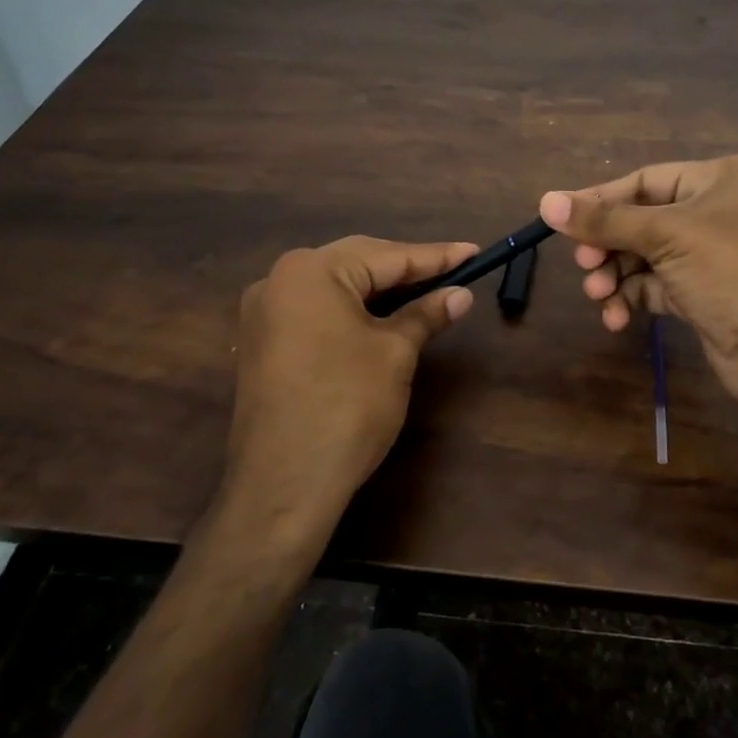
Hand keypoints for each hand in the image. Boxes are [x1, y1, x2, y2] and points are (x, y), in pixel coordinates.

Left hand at [220, 236, 476, 544]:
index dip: (436, 257)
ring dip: (381, 291)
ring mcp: (265, 313)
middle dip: (407, 270)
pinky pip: (318, 311)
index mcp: (310, 271)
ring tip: (427, 291)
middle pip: (357, 264)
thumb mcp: (395, 354)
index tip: (474, 252)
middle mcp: (279, 280)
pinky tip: (383, 318)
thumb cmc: (347, 407)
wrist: (284, 485)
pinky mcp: (263, 343)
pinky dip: (353, 311)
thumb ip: (426, 314)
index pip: (387, 256)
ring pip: (336, 287)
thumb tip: (460, 295)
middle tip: (454, 272)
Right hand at [540, 156, 737, 401]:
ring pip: (646, 257)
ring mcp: (714, 255)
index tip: (559, 218)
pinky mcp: (706, 295)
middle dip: (609, 245)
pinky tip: (617, 318)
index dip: (601, 199)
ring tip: (598, 295)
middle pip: (643, 220)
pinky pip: (657, 287)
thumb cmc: (734, 270)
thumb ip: (604, 221)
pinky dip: (634, 298)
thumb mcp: (667, 236)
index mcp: (720, 179)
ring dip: (616, 276)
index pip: (646, 180)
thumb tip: (545, 201)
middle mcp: (719, 211)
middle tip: (584, 265)